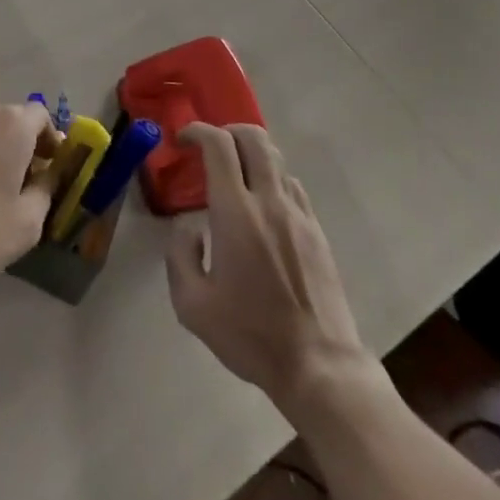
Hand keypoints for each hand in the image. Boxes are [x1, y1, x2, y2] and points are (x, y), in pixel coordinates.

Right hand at [165, 123, 382, 408]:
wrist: (320, 368)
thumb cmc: (251, 335)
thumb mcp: (192, 306)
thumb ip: (179, 255)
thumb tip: (188, 226)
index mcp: (236, 212)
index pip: (219, 144)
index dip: (197, 131)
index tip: (182, 141)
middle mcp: (269, 201)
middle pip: (253, 137)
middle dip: (227, 131)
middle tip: (209, 149)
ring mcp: (298, 214)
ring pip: (275, 158)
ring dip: (250, 154)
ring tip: (234, 176)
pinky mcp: (317, 231)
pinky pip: (292, 185)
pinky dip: (271, 179)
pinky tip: (262, 206)